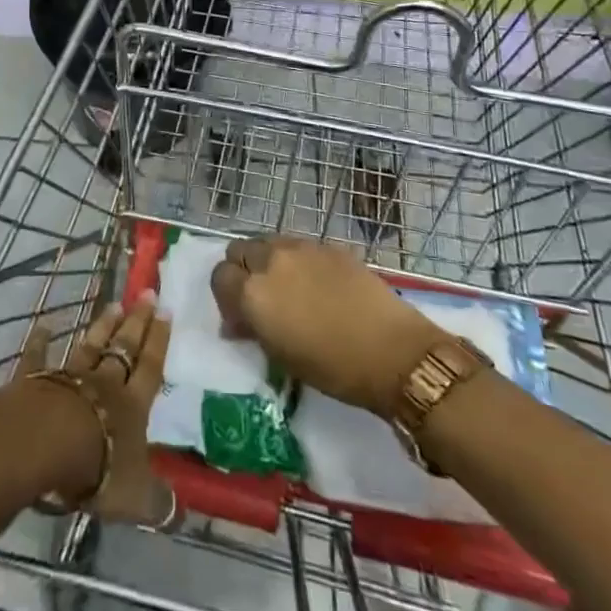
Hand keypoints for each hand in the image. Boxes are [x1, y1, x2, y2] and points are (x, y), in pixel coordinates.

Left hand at [17, 296, 173, 526]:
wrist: (46, 445)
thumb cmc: (97, 467)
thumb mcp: (135, 496)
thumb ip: (158, 502)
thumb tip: (181, 514)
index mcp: (132, 406)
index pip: (150, 368)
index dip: (159, 341)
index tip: (166, 310)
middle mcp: (104, 383)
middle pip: (124, 348)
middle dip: (137, 322)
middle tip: (147, 293)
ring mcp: (70, 377)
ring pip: (90, 346)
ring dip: (102, 326)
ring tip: (114, 305)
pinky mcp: (37, 380)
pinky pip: (39, 357)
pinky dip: (41, 341)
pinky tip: (43, 325)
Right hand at [211, 236, 447, 418]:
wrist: (392, 351)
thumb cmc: (332, 368)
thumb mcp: (281, 357)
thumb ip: (252, 330)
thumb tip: (236, 323)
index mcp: (253, 291)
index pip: (219, 277)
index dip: (226, 297)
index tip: (240, 318)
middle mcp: (270, 260)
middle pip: (239, 250)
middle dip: (242, 272)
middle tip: (259, 300)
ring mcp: (300, 247)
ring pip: (267, 243)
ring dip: (267, 262)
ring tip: (287, 289)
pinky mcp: (327, 245)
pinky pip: (297, 246)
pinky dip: (295, 260)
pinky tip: (315, 285)